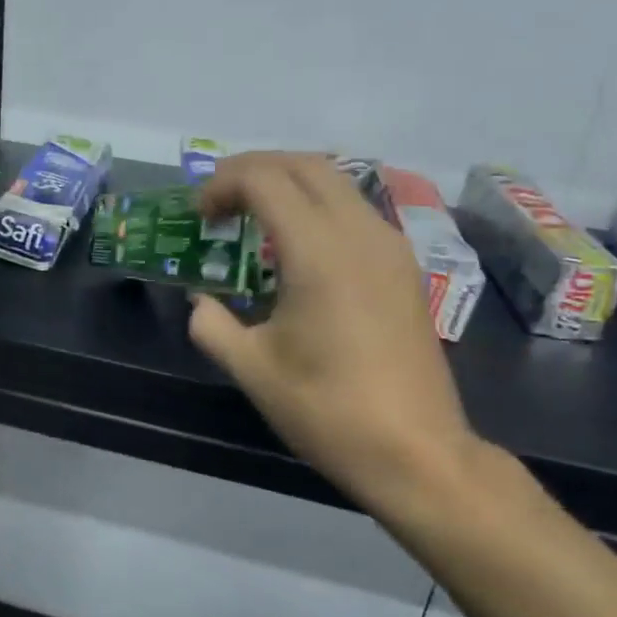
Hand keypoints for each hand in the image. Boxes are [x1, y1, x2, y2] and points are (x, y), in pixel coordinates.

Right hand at [190, 153, 481, 530]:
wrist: (417, 452)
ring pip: (336, 183)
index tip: (199, 215)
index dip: (222, 184)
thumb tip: (200, 303)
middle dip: (254, 169)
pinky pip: (355, 210)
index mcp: (319, 252)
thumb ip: (212, 325)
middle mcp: (360, 233)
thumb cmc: (328, 410)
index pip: (265, 179)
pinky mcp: (404, 267)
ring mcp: (390, 247)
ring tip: (252, 216)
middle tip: (220, 200)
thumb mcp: (253, 369)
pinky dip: (317, 207)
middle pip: (304, 164)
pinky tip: (296, 247)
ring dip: (288, 184)